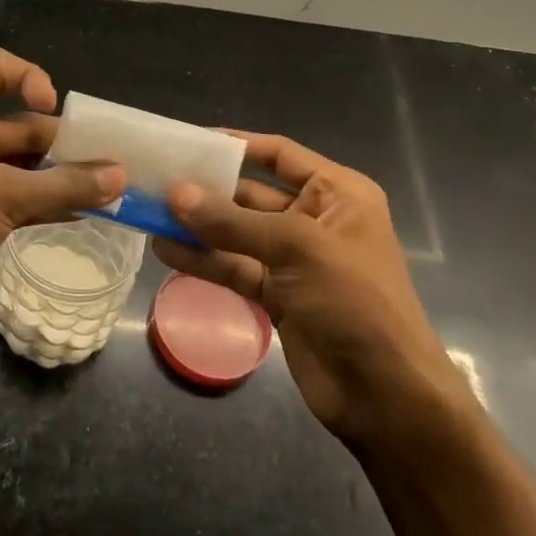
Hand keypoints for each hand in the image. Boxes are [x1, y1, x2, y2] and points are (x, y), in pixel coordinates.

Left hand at [0, 48, 125, 352]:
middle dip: (61, 142)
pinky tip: (83, 216)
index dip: (29, 76)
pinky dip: (45, 205)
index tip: (55, 108)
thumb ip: (62, 185)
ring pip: (20, 167)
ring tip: (107, 192)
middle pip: (18, 124)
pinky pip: (15, 201)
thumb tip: (120, 175)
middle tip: (109, 164)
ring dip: (59, 178)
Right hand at [155, 133, 467, 446]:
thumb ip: (232, 222)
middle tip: (156, 181)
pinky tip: (165, 251)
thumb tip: (175, 194)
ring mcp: (295, 261)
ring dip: (198, 227)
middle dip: (208, 190)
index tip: (189, 141)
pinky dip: (203, 260)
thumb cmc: (354, 300)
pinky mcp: (278, 296)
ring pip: (237, 234)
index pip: (280, 155)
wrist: (385, 394)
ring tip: (150, 214)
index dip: (237, 145)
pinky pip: (235, 268)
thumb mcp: (297, 247)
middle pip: (252, 194)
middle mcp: (316, 220)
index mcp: (338, 193)